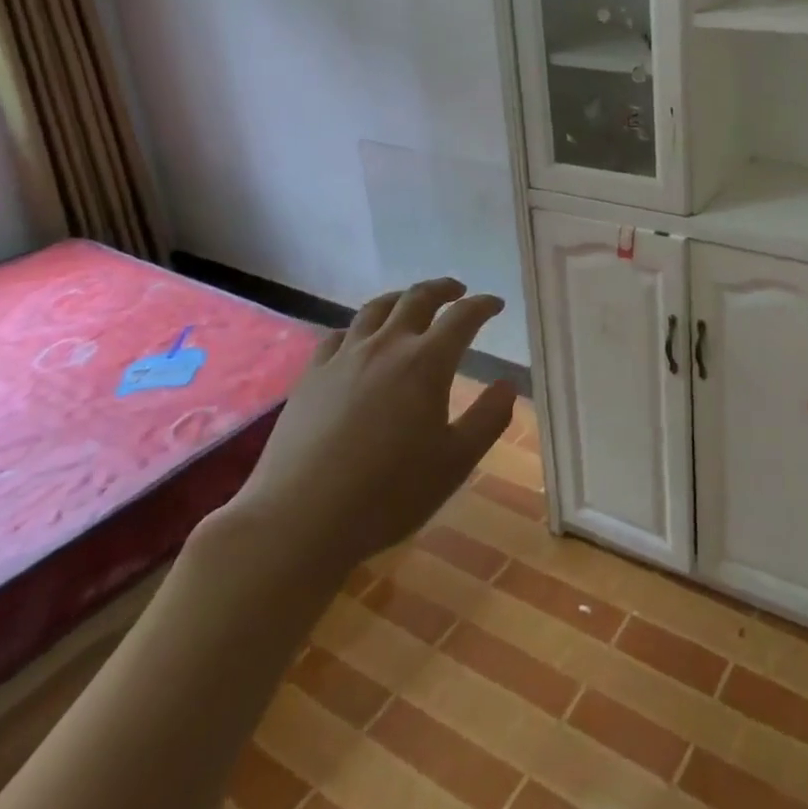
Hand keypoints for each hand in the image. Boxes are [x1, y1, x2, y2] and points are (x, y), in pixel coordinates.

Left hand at [220, 278, 515, 596]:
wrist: (300, 518)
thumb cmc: (389, 494)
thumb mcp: (456, 462)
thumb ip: (488, 419)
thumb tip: (507, 385)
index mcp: (427, 363)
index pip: (462, 317)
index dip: (483, 306)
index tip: (495, 304)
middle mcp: (386, 347)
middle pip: (417, 299)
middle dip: (442, 289)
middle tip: (457, 290)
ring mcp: (343, 358)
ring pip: (375, 310)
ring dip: (400, 299)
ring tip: (410, 303)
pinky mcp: (311, 376)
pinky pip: (337, 335)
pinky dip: (357, 328)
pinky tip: (357, 339)